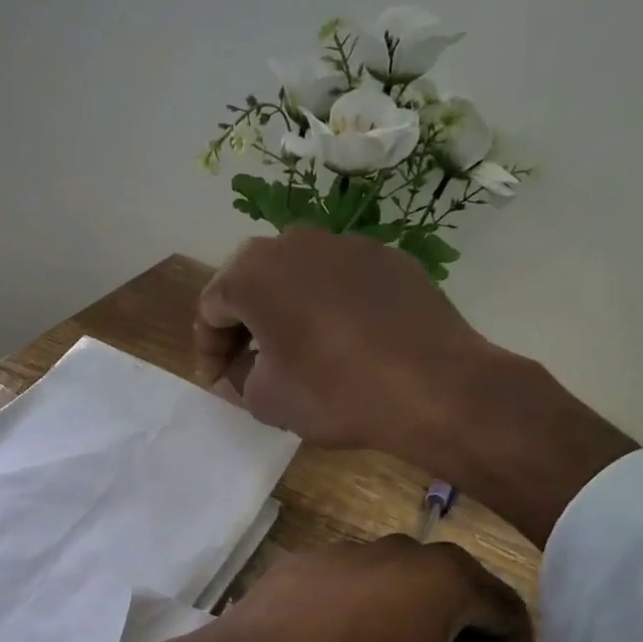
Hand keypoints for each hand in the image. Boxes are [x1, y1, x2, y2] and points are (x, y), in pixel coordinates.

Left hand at [146, 535, 547, 641]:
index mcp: (441, 577)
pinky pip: (349, 584)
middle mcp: (396, 548)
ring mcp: (341, 550)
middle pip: (451, 586)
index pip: (505, 606)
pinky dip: (360, 608)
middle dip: (465, 627)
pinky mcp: (298, 563)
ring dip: (410, 613)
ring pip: (396, 580)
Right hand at [195, 229, 482, 457]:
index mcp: (253, 272)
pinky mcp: (389, 258)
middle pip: (252, 282)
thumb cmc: (334, 393)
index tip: (218, 383)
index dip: (208, 350)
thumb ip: (238, 379)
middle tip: (249, 365)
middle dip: (244, 325)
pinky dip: (330, 307)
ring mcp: (347, 244)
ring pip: (298, 277)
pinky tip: (345, 343)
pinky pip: (341, 281)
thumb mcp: (266, 400)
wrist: (434, 387)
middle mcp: (295, 241)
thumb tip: (242, 370)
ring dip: (286, 311)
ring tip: (297, 352)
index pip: (210, 308)